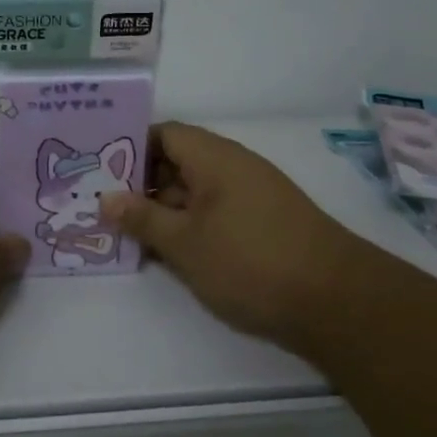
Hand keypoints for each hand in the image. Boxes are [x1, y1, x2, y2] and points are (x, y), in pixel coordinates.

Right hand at [102, 122, 365, 349]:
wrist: (337, 302)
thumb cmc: (250, 262)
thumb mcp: (185, 243)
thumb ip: (142, 219)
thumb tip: (105, 198)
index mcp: (214, 157)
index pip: (163, 134)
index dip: (129, 148)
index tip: (99, 172)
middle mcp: (234, 167)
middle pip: (177, 162)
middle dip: (140, 184)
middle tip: (103, 207)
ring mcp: (252, 196)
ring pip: (195, 191)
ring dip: (163, 209)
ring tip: (126, 233)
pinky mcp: (263, 224)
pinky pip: (214, 212)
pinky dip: (189, 226)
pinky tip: (167, 252)